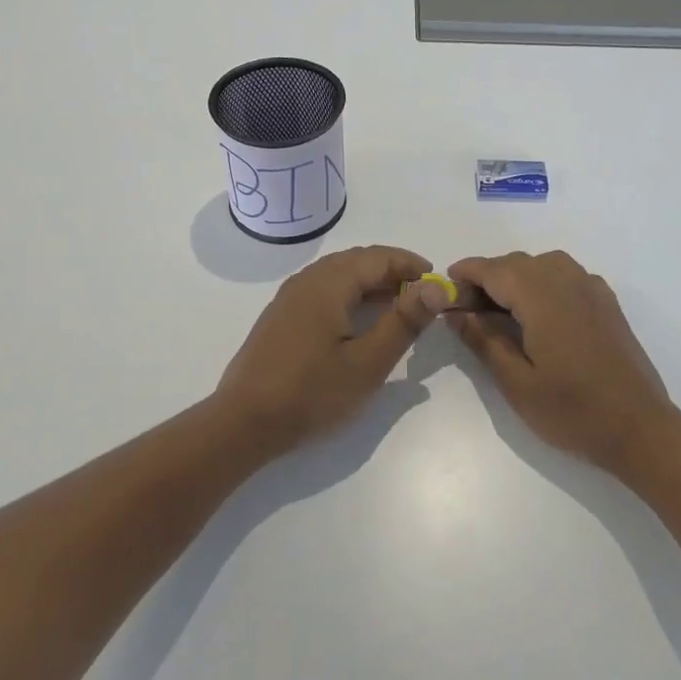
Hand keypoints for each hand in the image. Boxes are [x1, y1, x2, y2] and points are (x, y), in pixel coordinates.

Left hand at [215, 245, 449, 451]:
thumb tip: (436, 287)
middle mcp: (308, 279)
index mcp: (329, 283)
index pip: (379, 257)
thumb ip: (404, 322)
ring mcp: (290, 296)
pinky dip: (350, 293)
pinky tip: (358, 319)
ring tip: (396, 306)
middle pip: (358, 260)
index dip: (411, 265)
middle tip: (421, 295)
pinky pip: (323, 288)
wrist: (244, 422)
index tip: (437, 283)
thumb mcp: (368, 362)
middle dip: (392, 271)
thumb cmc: (311, 393)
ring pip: (339, 273)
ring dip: (371, 282)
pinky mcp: (281, 315)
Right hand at [447, 250, 674, 471]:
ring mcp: (592, 290)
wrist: (640, 428)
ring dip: (516, 277)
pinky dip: (543, 282)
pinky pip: (567, 276)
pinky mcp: (607, 303)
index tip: (444, 286)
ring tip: (499, 309)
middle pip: (518, 263)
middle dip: (488, 278)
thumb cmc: (573, 411)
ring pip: (544, 265)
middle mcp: (568, 282)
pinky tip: (539, 312)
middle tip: (466, 309)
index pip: (495, 270)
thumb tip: (457, 314)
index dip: (466, 273)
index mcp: (543, 298)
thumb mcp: (517, 383)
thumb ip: (484, 342)